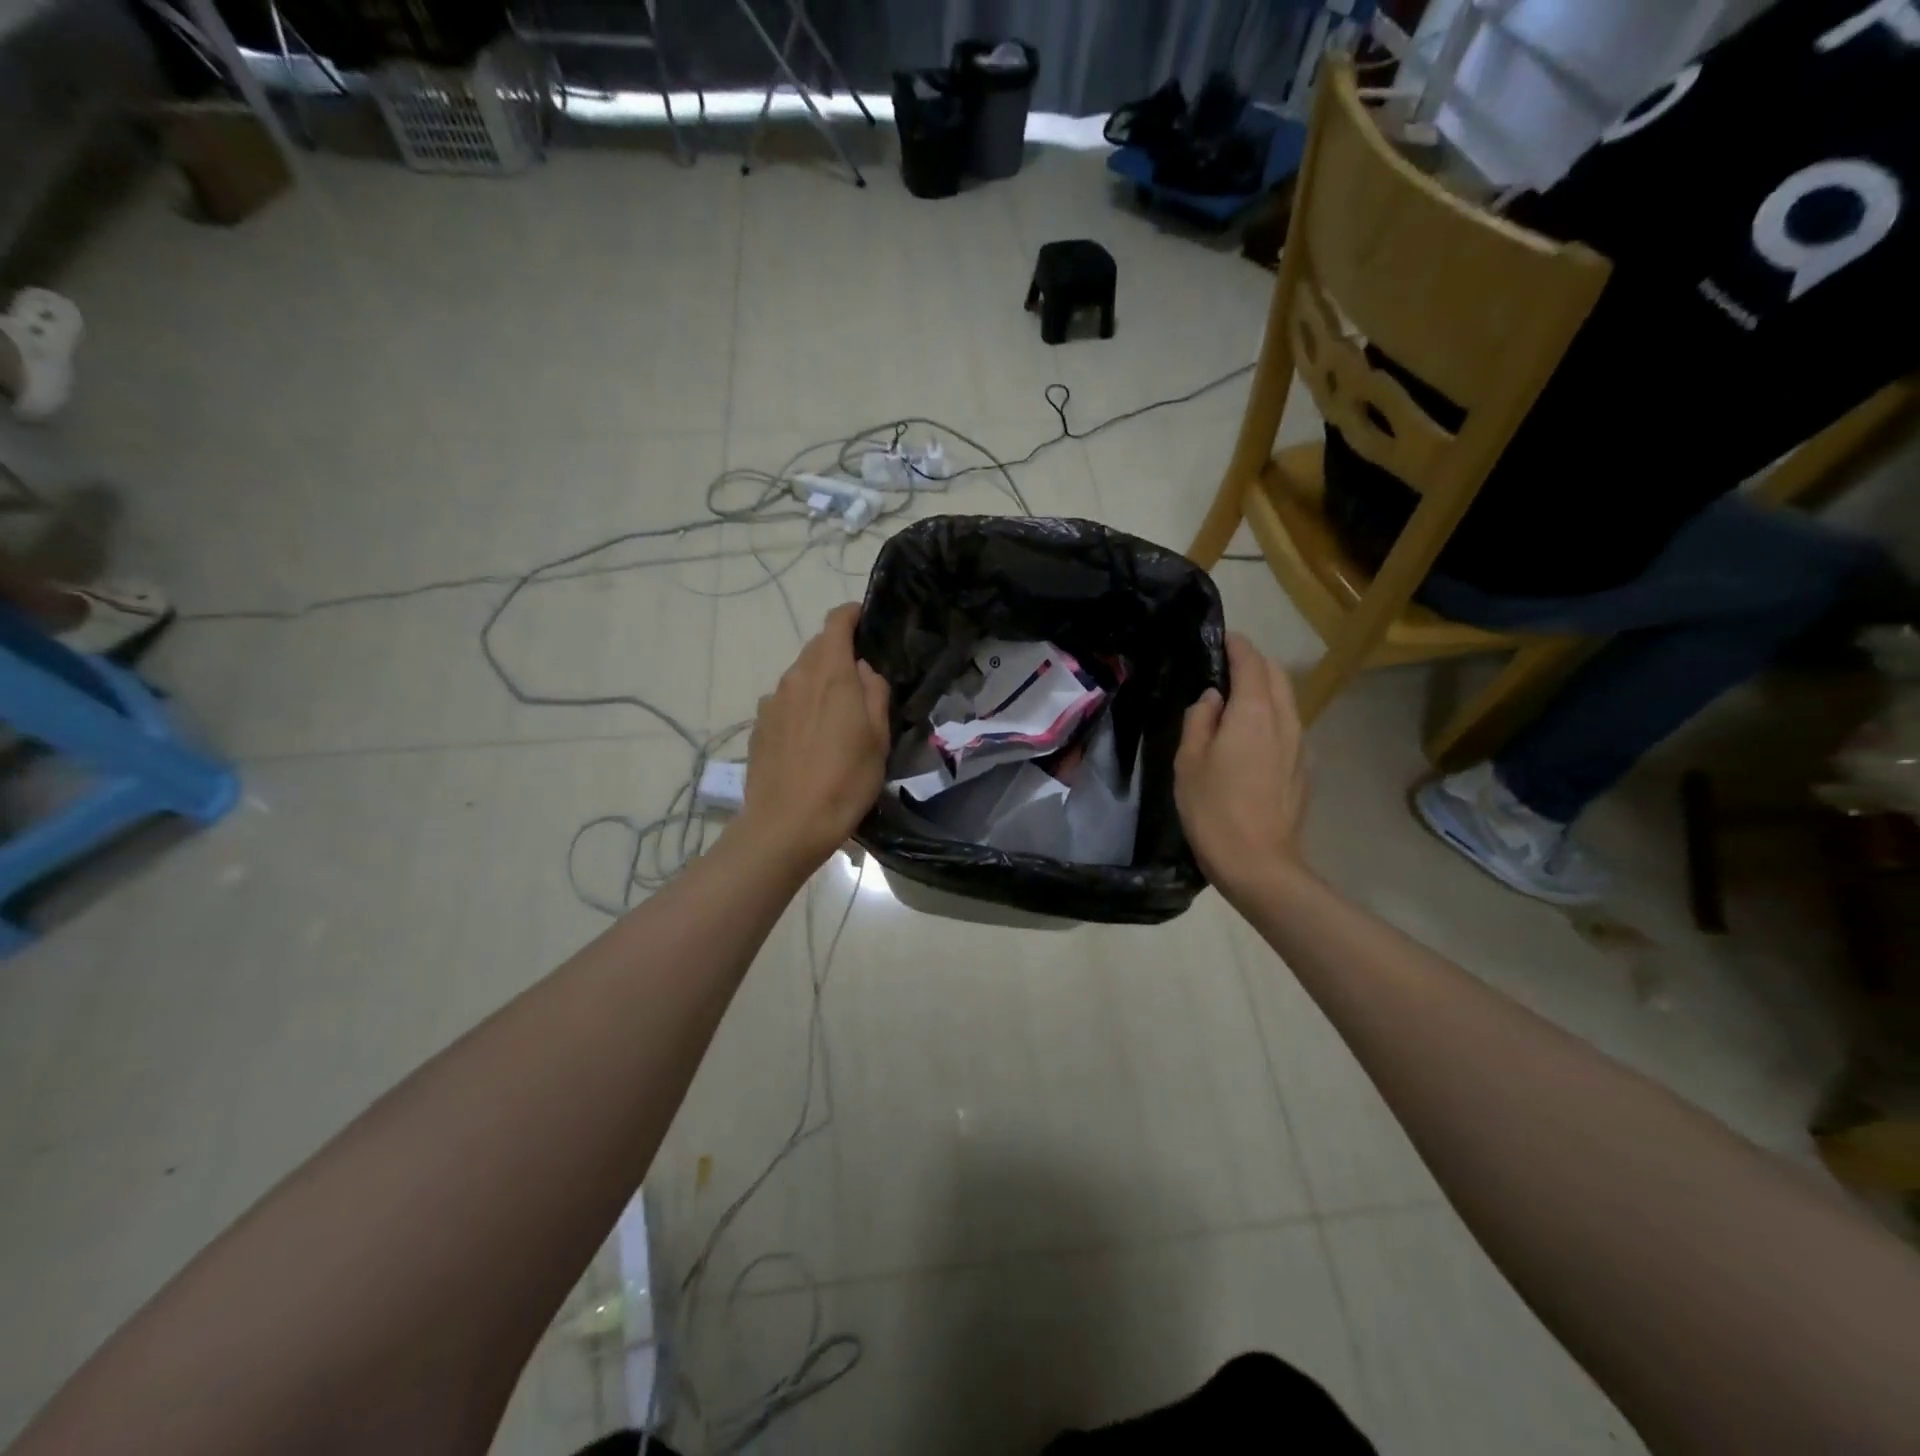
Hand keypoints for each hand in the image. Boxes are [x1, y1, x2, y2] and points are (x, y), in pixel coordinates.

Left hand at [735, 603, 890, 874]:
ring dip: (818, 682)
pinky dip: (800, 706)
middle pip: (816, 648)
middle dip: (838, 653)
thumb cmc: (845, 781)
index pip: (835, 623)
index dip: (851, 615)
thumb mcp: (878, 738)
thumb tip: (864, 670)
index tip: (866, 621)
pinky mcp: (758, 726)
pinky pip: (785, 702)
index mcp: (830, 674)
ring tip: (836, 715)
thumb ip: (874, 693)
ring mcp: (772, 702)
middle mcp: (796, 678)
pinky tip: (811, 738)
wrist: (787, 825)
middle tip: (860, 680)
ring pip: (799, 676)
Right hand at [1174, 632, 1308, 900]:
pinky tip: (1250, 734)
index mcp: (1254, 712)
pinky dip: (1271, 714)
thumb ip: (1200, 720)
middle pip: (1276, 676)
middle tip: (1224, 667)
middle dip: (1254, 663)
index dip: (1236, 646)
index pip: (1251, 662)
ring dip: (1265, 689)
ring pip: (1286, 700)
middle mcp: (1285, 720)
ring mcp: (1299, 745)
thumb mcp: (1189, 760)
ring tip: (1236, 697)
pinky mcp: (1302, 768)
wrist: (1259, 863)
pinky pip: (1288, 725)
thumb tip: (1213, 699)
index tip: (1221, 638)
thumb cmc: (1213, 808)